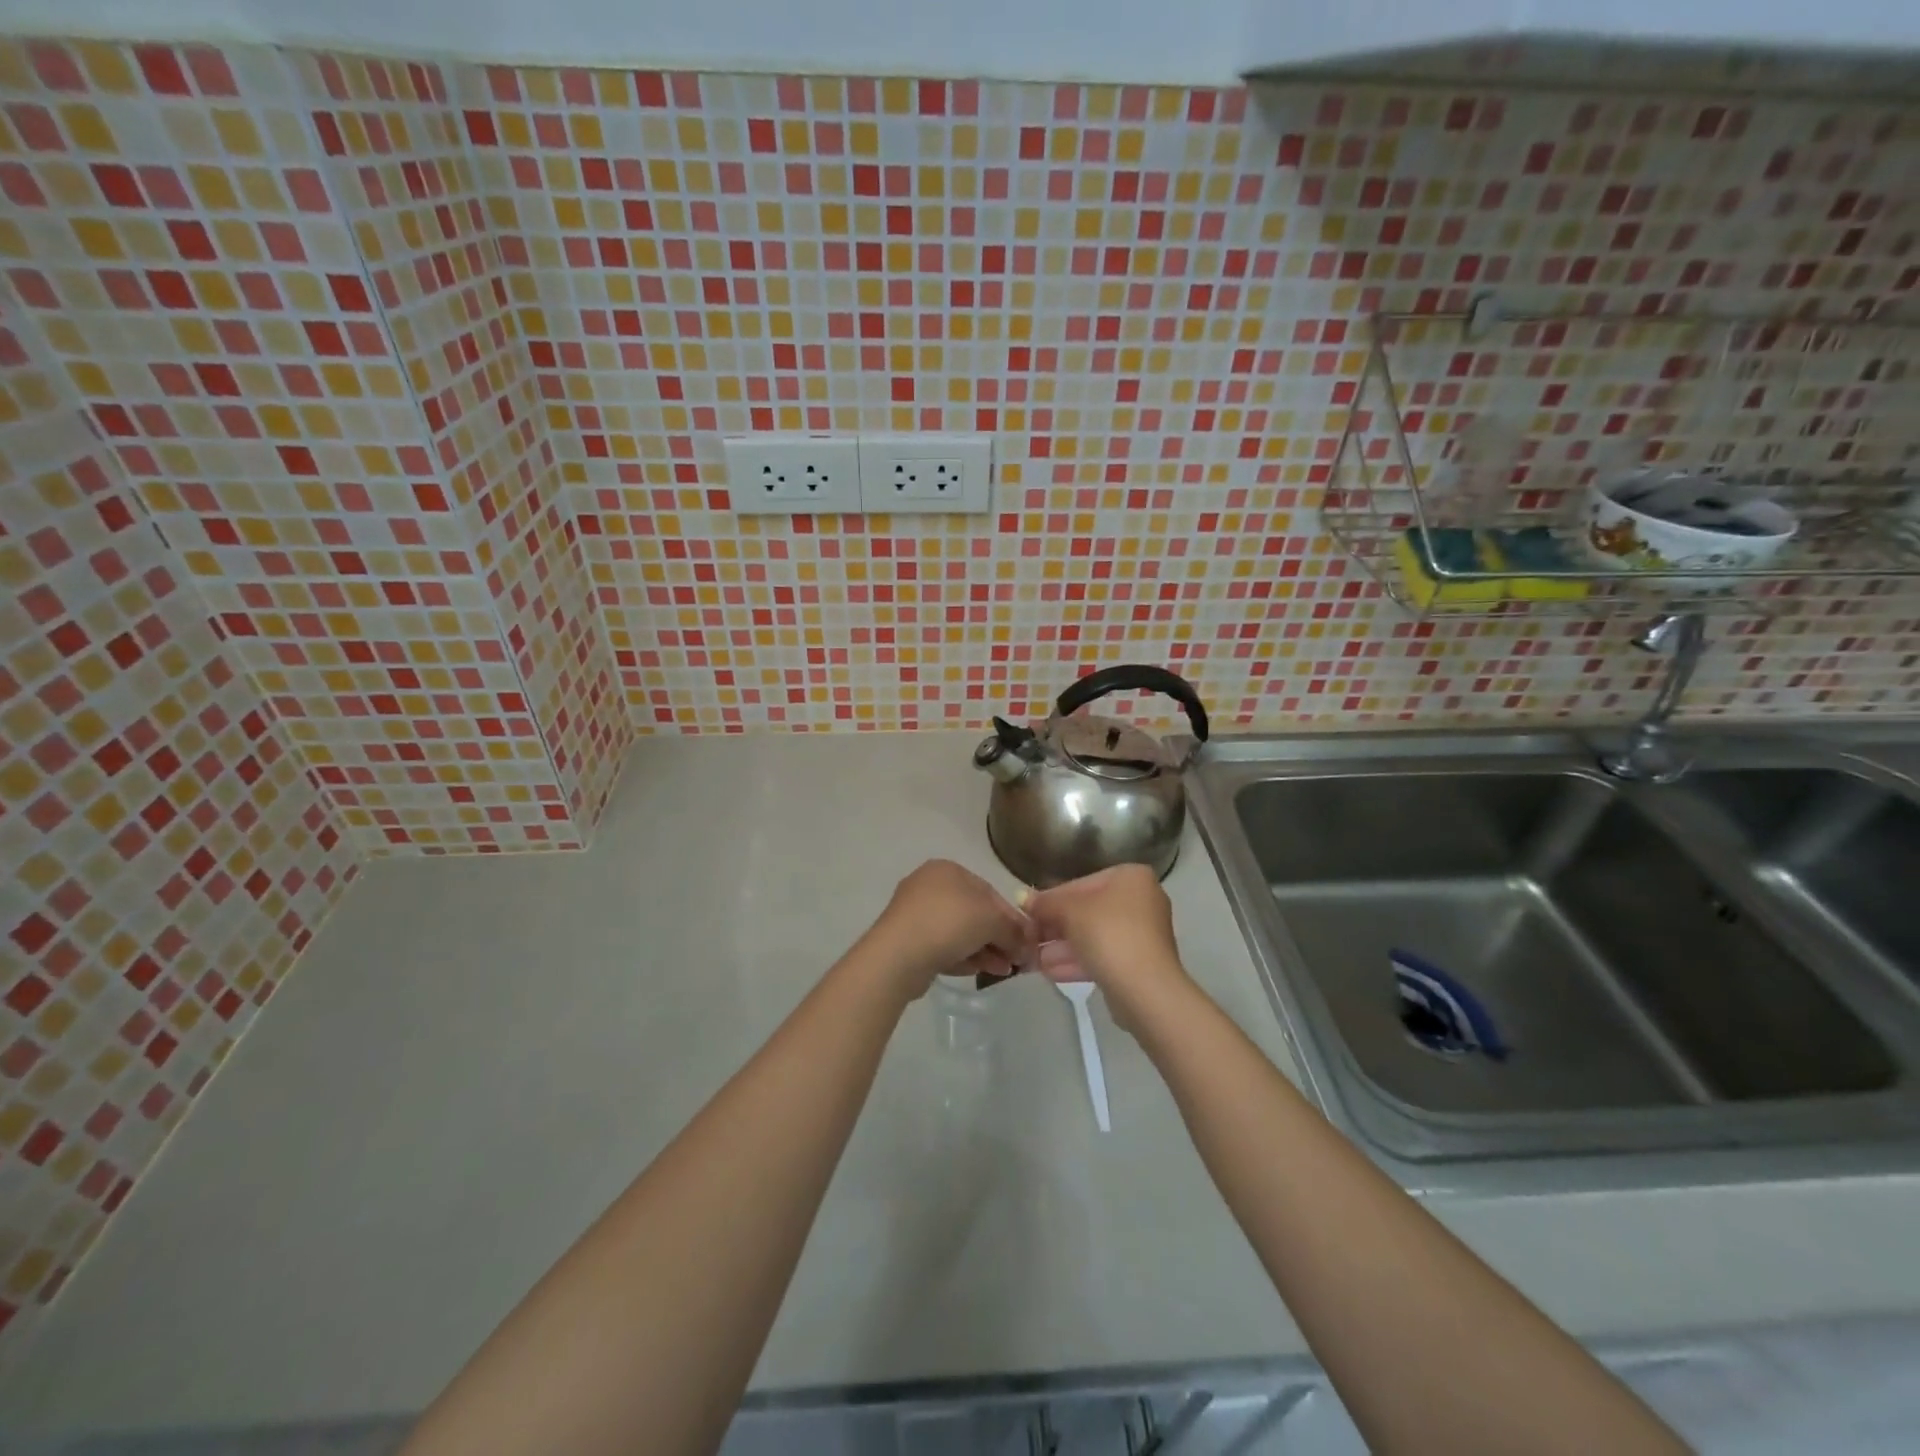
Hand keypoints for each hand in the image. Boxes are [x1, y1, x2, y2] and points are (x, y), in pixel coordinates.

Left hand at [862, 859, 1034, 997]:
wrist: (898, 955)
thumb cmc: (949, 923)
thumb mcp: (992, 921)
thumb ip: (1014, 930)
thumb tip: (1028, 944)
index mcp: (948, 870)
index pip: (990, 892)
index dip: (1012, 918)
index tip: (1027, 941)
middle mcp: (929, 886)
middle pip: (975, 913)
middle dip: (998, 937)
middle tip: (1016, 960)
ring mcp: (915, 914)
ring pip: (959, 932)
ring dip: (984, 950)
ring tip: (1002, 971)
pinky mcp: (907, 940)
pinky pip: (942, 946)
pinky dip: (962, 956)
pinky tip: (977, 971)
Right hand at [1024, 864, 1193, 1027]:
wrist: (1145, 989)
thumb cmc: (1108, 934)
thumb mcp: (1069, 912)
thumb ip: (1045, 903)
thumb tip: (1022, 897)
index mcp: (1131, 878)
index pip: (1081, 883)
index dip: (1051, 899)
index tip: (1028, 914)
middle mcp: (1141, 900)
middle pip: (1087, 910)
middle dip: (1056, 927)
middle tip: (1029, 938)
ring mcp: (1143, 934)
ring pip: (1093, 936)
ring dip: (1062, 947)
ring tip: (1034, 959)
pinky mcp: (1140, 963)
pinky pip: (1103, 956)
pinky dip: (1078, 961)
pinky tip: (1050, 972)